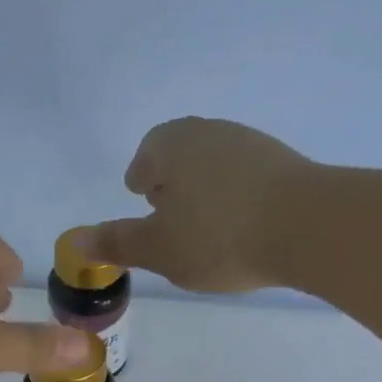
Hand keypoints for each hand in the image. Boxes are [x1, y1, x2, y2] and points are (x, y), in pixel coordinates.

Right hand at [82, 118, 315, 292]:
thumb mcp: (158, 248)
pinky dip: (232, 199)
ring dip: (202, 192)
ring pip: (214, 166)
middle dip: (170, 182)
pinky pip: (244, 179)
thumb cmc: (217, 237)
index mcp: (174, 145)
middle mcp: (211, 132)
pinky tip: (237, 229)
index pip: (148, 153)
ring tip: (201, 229)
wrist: (307, 227)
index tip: (139, 196)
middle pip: (181, 154)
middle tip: (165, 214)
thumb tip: (75, 239)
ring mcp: (252, 145)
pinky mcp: (283, 165)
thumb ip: (117, 242)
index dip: (140, 176)